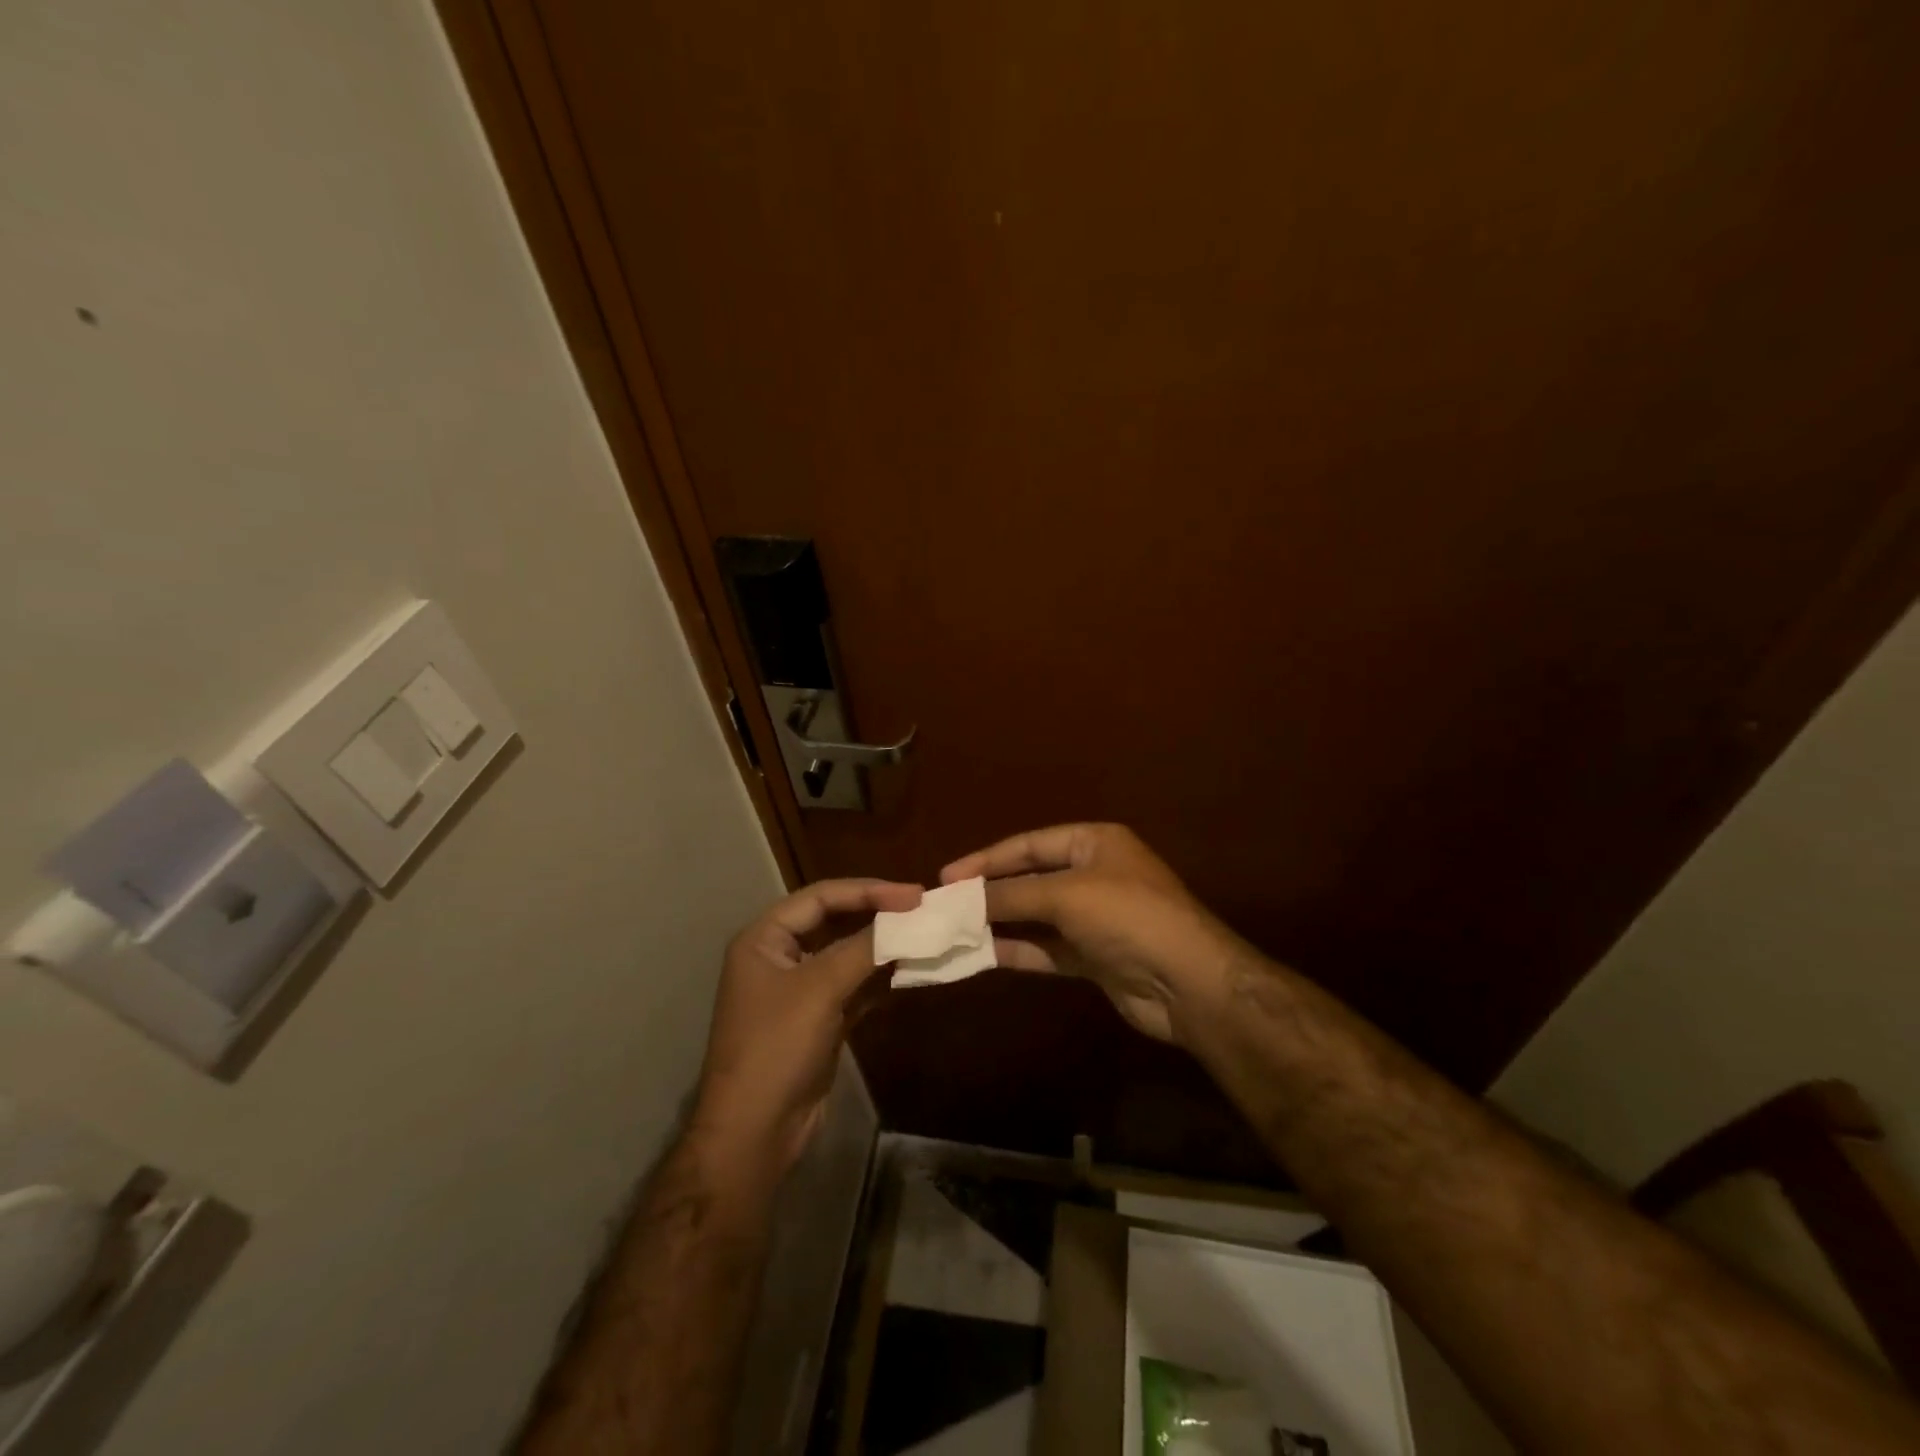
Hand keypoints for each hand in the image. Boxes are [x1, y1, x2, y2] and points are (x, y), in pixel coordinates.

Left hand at [692, 878, 921, 1173]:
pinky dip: (880, 980)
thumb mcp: (820, 988)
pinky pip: (855, 988)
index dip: (867, 890)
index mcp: (764, 939)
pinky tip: (912, 972)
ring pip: (848, 956)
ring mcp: (800, 991)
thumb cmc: (777, 1047)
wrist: (755, 1132)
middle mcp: (779, 957)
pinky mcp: (819, 1020)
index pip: (820, 897)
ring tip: (925, 937)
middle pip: (835, 922)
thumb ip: (864, 948)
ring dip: (883, 948)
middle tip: (922, 911)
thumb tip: (907, 919)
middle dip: (877, 916)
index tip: (913, 894)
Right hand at [942, 824, 1245, 1045]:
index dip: (987, 858)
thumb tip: (962, 897)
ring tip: (954, 930)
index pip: (1030, 844)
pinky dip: (1018, 950)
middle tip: (944, 903)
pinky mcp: (1094, 957)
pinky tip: (983, 955)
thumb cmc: (1127, 917)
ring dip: (999, 923)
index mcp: (1094, 843)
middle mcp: (1094, 875)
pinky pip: (1047, 948)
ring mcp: (1095, 919)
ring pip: (1036, 916)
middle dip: (990, 891)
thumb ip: (1011, 894)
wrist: (1187, 982)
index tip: (947, 875)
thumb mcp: (1066, 895)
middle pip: (1030, 879)